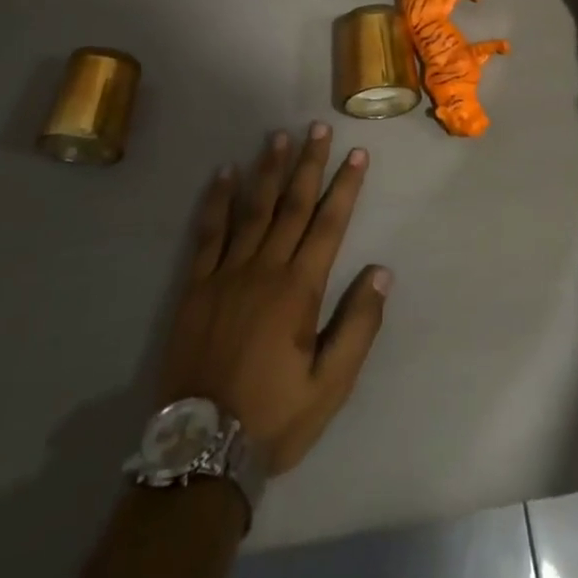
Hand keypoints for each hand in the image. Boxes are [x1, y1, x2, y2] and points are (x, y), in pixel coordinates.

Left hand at [156, 122, 389, 476]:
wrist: (201, 450)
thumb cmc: (274, 416)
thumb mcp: (330, 385)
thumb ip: (358, 326)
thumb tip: (381, 272)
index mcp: (299, 289)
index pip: (329, 224)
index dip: (345, 186)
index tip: (356, 154)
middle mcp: (264, 269)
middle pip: (293, 205)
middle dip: (309, 164)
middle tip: (319, 128)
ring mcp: (227, 273)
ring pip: (253, 209)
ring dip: (268, 170)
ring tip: (279, 136)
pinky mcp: (196, 286)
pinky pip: (208, 233)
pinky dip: (218, 201)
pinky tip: (225, 174)